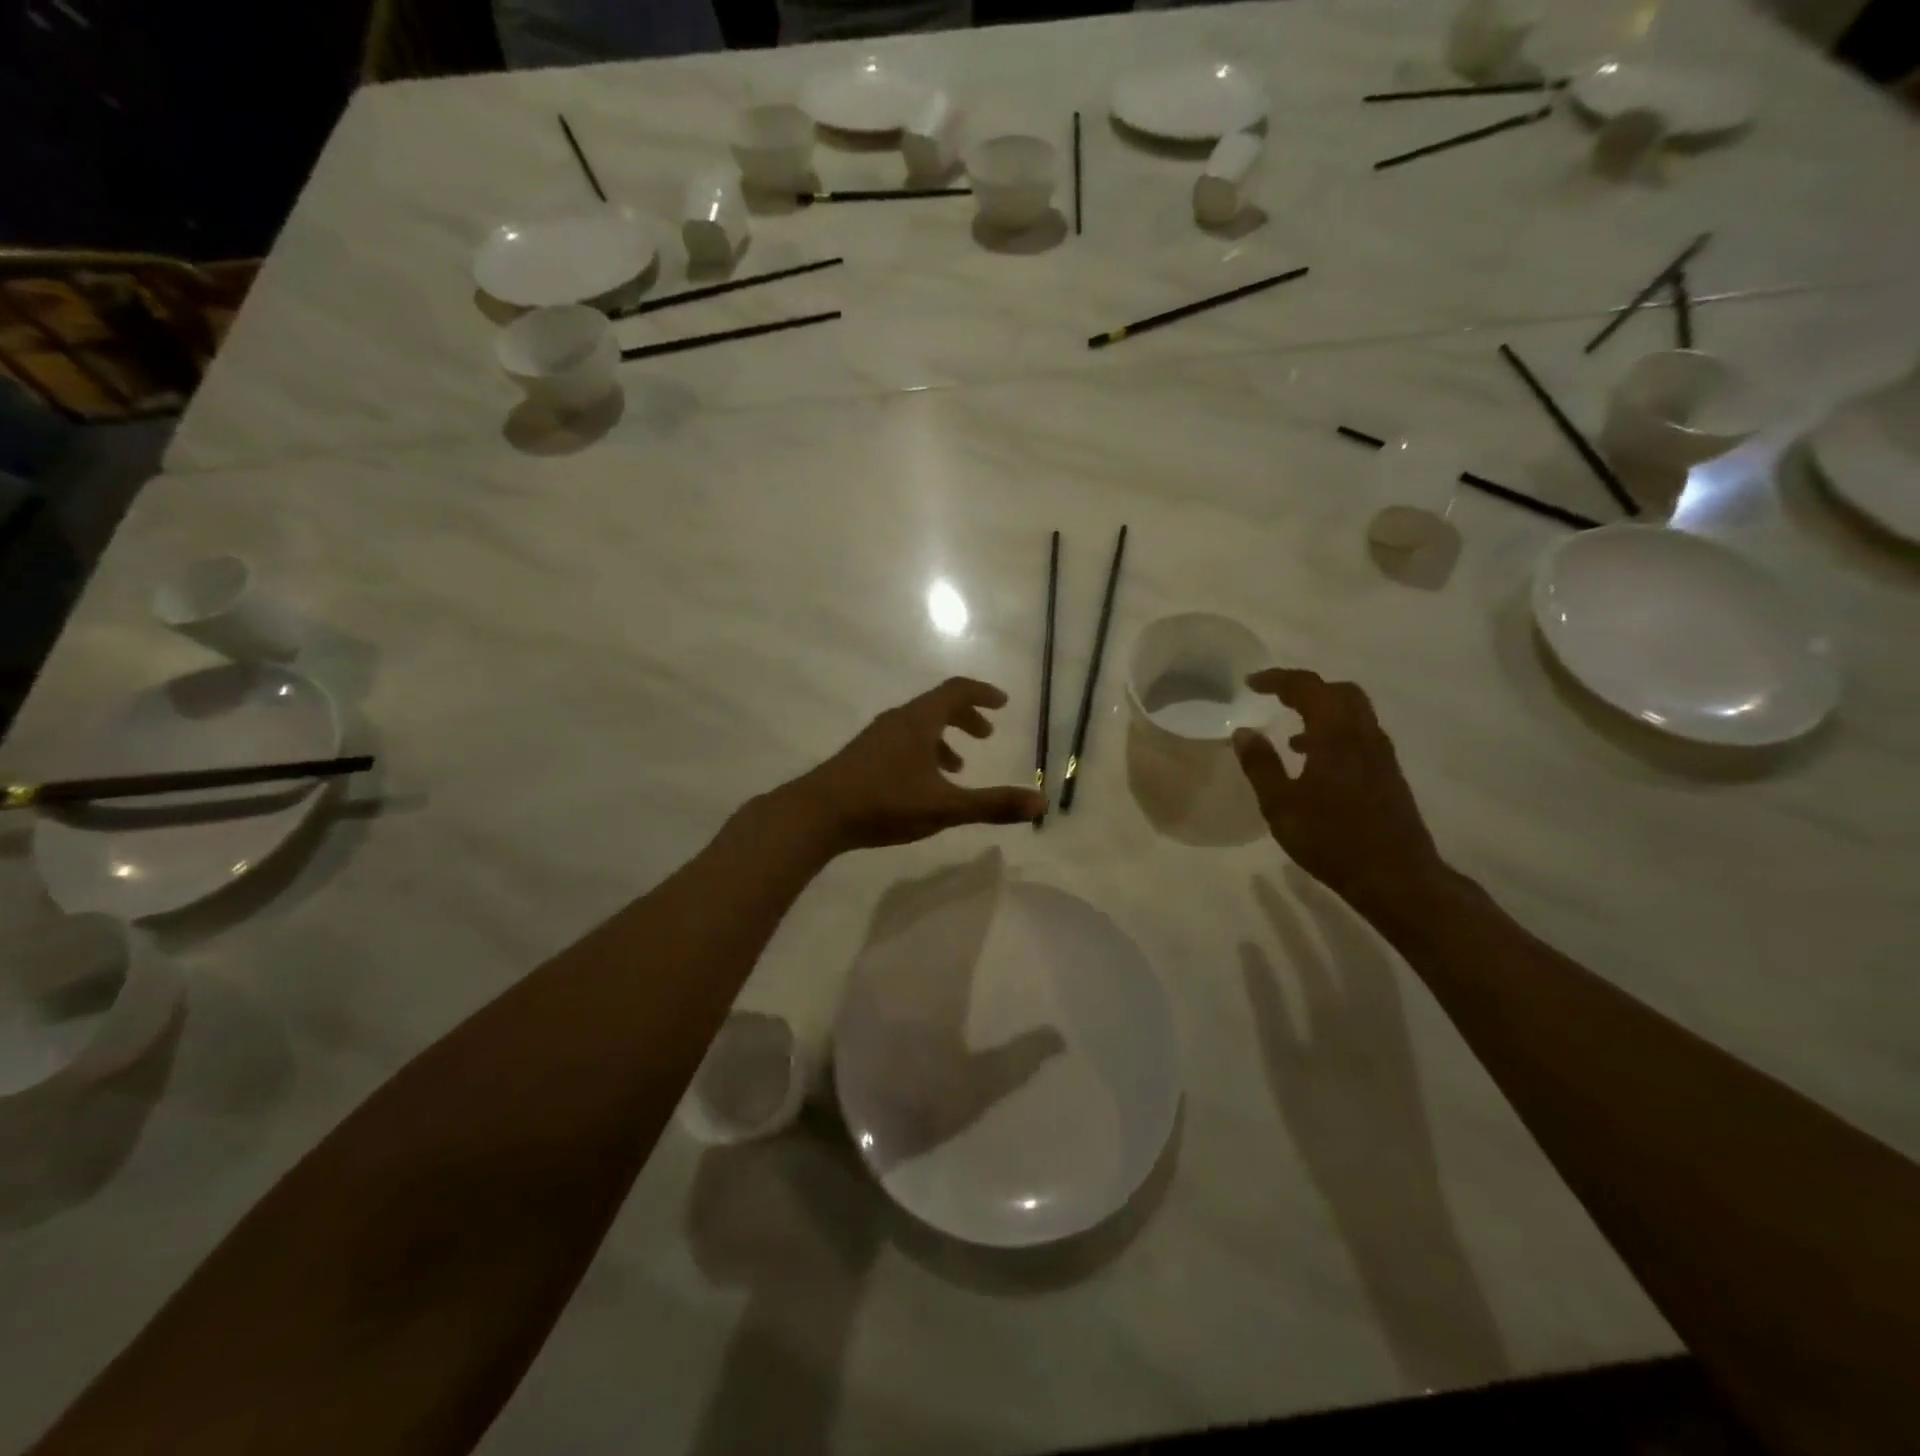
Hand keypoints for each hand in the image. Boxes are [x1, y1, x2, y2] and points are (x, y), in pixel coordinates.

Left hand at [785, 678, 1045, 851]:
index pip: (956, 691)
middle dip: (966, 717)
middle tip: (986, 734)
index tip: (1003, 702)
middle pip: (937, 706)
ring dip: (943, 738)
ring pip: (918, 727)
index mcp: (918, 721)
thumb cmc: (884, 802)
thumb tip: (1041, 802)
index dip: (982, 694)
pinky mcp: (862, 756)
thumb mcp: (945, 806)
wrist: (816, 814)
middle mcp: (897, 721)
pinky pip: (902, 742)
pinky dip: (923, 752)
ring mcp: (876, 738)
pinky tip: (922, 784)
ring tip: (960, 765)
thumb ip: (992, 804)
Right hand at [1231, 668, 1448, 922]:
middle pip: (1339, 691)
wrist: (1397, 877)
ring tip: (1290, 731)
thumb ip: (1261, 765)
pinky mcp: (1387, 773)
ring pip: (1353, 712)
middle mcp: (1364, 734)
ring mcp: (1381, 754)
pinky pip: (1359, 734)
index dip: (1277, 679)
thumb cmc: (1332, 839)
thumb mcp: (1281, 806)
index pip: (1308, 687)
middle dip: (1305, 688)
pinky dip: (1334, 731)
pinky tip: (1314, 761)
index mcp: (1337, 735)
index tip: (1250, 683)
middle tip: (1274, 697)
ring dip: (1321, 710)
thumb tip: (1243, 732)